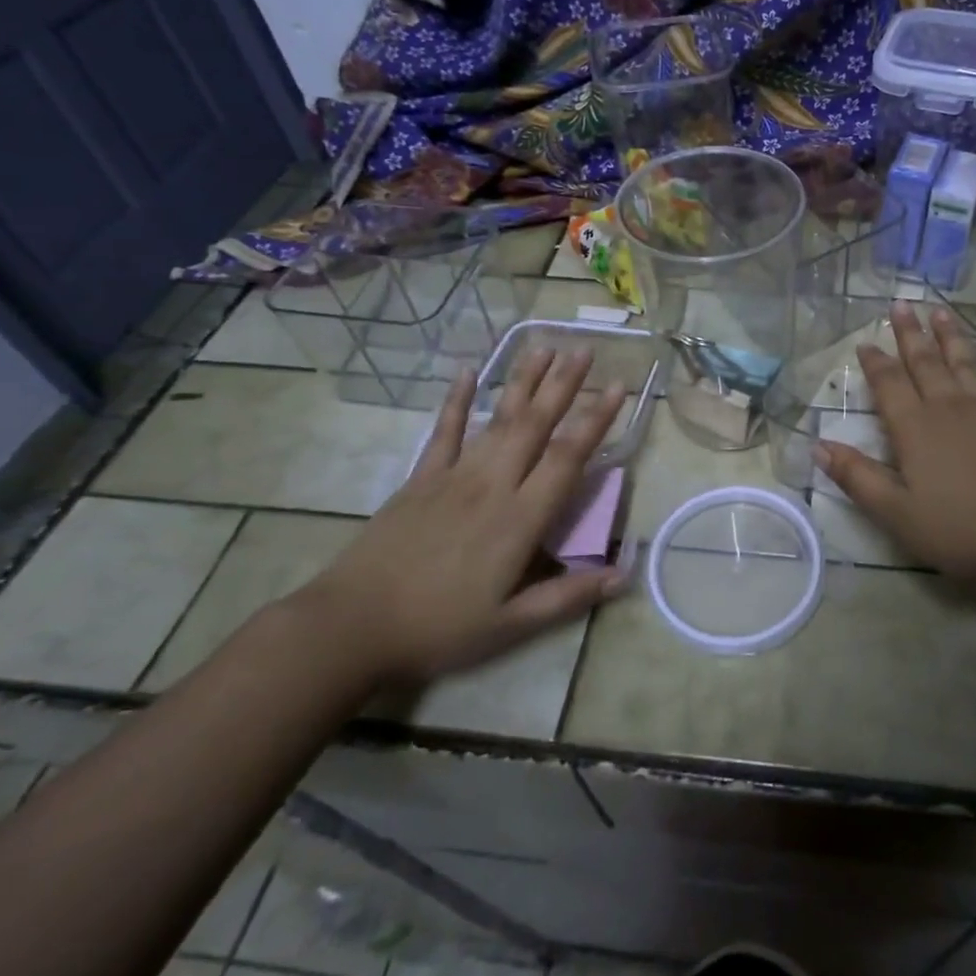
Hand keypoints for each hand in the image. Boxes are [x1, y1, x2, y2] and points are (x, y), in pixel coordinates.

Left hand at [299, 348, 626, 686]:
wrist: (351, 626)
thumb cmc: (438, 628)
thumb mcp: (510, 625)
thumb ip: (568, 596)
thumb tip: (624, 574)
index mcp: (519, 518)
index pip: (567, 458)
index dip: (595, 420)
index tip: (617, 386)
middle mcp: (492, 485)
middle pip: (534, 424)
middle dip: (562, 384)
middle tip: (585, 348)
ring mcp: (453, 476)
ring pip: (496, 419)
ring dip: (523, 381)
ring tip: (544, 347)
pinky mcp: (420, 479)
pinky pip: (443, 431)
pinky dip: (456, 400)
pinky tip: (467, 372)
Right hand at [813, 302, 975, 586]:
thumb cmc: (962, 527)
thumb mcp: (897, 513)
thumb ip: (857, 477)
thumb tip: (818, 446)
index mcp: (915, 428)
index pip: (889, 385)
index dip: (875, 363)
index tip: (865, 342)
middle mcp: (949, 407)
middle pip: (925, 362)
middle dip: (910, 333)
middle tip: (900, 304)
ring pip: (965, 361)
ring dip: (950, 336)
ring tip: (939, 312)